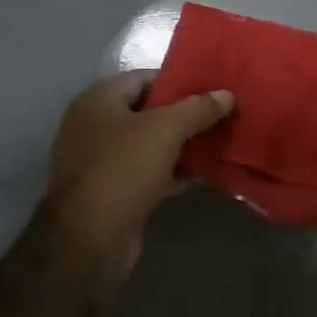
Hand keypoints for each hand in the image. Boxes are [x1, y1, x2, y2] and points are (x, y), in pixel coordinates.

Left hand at [43, 72, 233, 253]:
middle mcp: (93, 126)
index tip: (211, 86)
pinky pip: (147, 172)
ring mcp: (100, 162)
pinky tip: (201, 172)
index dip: (178, 80)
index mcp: (97, 101)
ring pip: (149, 144)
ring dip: (180, 144)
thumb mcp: (166, 129)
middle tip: (219, 113)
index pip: (143, 77)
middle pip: (147, 111)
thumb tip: (227, 94)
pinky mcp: (111, 192)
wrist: (90, 239)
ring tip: (217, 140)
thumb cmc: (123, 168)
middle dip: (183, 113)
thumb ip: (198, 108)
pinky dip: (171, 171)